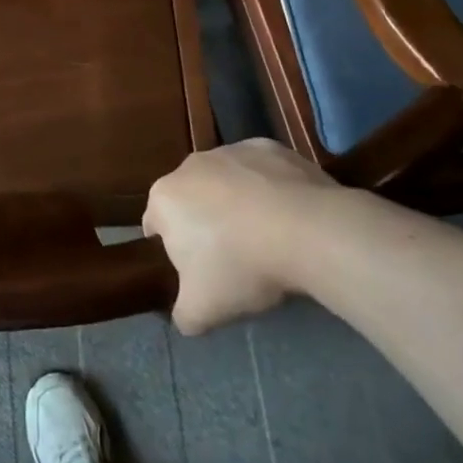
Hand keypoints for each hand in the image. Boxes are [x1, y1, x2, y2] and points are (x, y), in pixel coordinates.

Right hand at [144, 139, 332, 334]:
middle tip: (232, 259)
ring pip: (225, 182)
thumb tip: (185, 315)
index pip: (155, 227)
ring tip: (266, 238)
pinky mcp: (269, 146)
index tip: (198, 274)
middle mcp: (190, 165)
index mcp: (164, 198)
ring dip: (236, 204)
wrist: (307, 230)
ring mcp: (231, 150)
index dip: (173, 252)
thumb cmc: (241, 265)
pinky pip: (261, 171)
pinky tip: (289, 216)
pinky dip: (268, 188)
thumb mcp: (202, 310)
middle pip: (190, 199)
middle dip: (204, 223)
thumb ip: (183, 315)